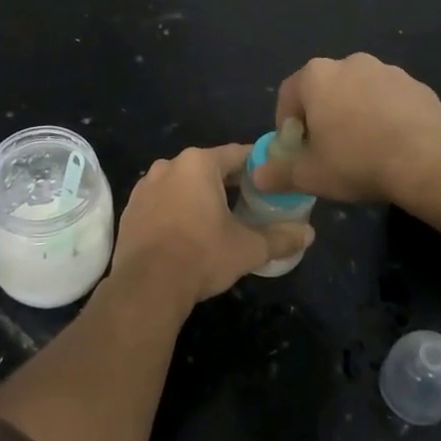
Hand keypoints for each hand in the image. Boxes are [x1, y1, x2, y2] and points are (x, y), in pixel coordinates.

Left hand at [111, 145, 313, 306]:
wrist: (147, 286)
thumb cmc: (202, 255)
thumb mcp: (248, 248)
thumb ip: (280, 238)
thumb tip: (309, 234)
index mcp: (199, 163)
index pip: (237, 154)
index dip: (258, 166)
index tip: (272, 180)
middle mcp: (169, 165)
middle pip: (208, 167)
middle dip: (229, 183)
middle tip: (250, 203)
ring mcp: (145, 186)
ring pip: (182, 184)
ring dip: (200, 196)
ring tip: (219, 220)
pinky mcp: (131, 209)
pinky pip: (162, 201)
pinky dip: (177, 210)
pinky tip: (187, 233)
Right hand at [254, 53, 440, 205]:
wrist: (428, 162)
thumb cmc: (357, 162)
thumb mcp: (310, 175)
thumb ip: (278, 173)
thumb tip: (258, 176)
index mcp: (317, 76)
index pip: (288, 95)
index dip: (287, 125)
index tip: (296, 150)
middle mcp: (350, 63)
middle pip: (325, 90)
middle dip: (322, 117)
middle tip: (329, 151)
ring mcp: (387, 71)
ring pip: (359, 93)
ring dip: (355, 114)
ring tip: (364, 149)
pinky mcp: (417, 85)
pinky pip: (390, 99)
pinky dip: (385, 116)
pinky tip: (392, 145)